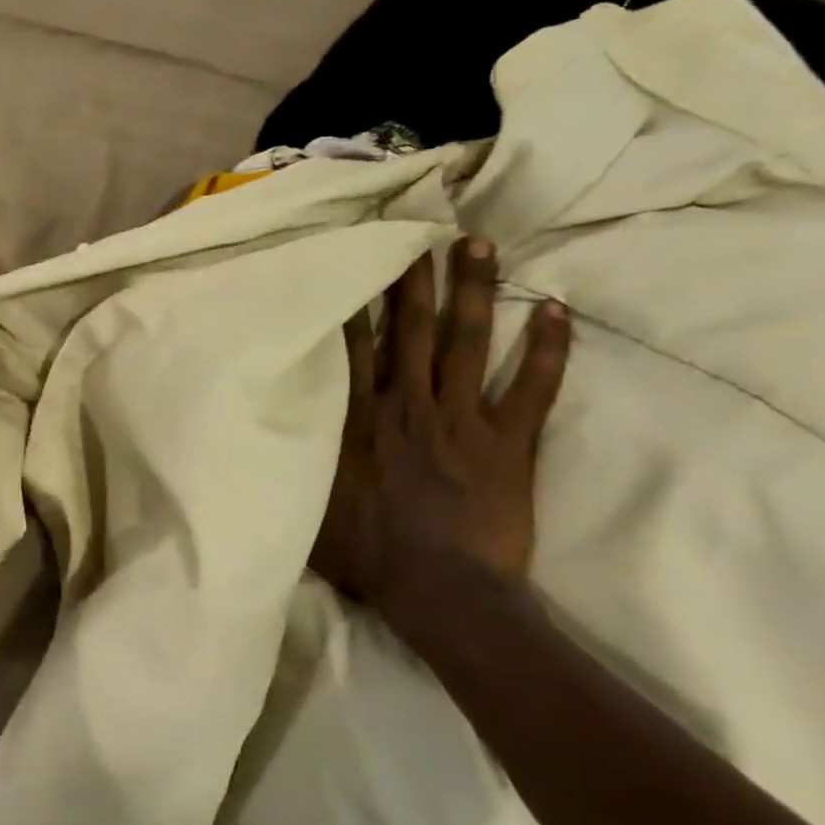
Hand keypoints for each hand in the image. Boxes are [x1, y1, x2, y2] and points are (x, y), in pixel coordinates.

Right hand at [309, 237, 570, 620]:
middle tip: (422, 233)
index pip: (355, 345)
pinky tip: (558, 309)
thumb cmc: (368, 552)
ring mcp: (463, 419)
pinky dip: (549, 350)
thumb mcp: (309, 505)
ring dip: (474, 291)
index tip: (358, 259)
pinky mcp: (509, 443)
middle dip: (415, 279)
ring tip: (479, 245)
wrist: (440, 591)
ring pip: (468, 342)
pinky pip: (534, 388)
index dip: (356, 299)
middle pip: (414, 329)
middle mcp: (408, 405)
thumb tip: (267, 433)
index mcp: (359, 418)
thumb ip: (298, 460)